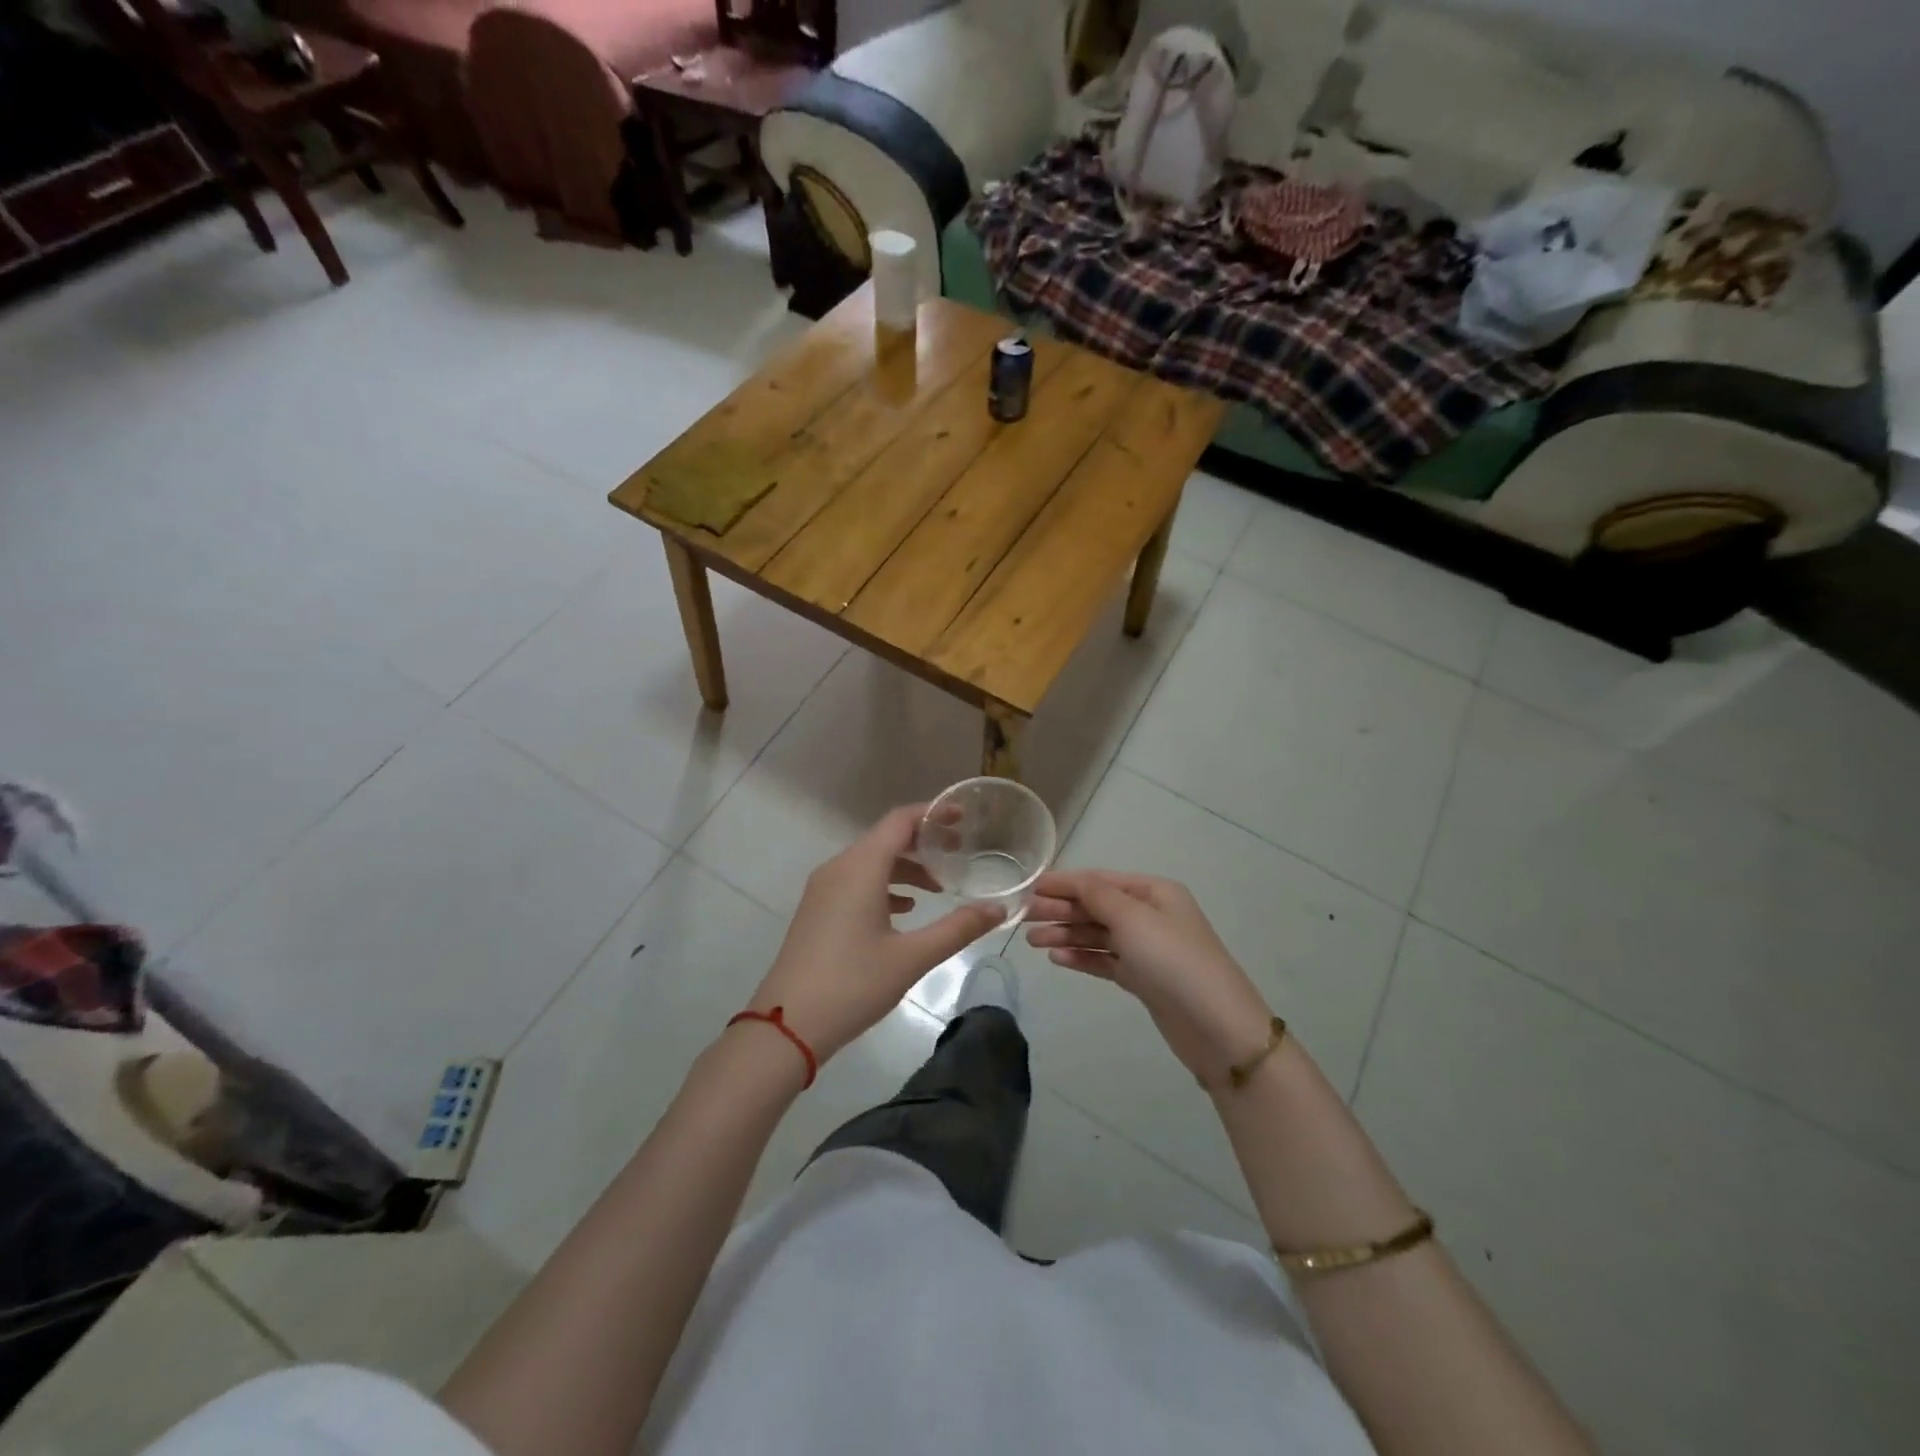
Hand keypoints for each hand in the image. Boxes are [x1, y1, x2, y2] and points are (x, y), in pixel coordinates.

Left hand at [747, 805, 1004, 1064]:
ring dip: (905, 868)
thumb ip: (957, 928)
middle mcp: (839, 868)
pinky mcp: (817, 911)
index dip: (933, 814)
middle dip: (923, 842)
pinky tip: (904, 910)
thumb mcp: (912, 957)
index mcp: (860, 868)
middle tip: (959, 854)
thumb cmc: (853, 984)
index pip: (900, 821)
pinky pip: (856, 882)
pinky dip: (884, 886)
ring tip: (939, 887)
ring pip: (870, 862)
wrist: (786, 1026)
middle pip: (885, 839)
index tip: (963, 818)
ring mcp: (823, 890)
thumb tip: (999, 909)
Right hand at [1026, 869, 1271, 1082]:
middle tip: (1022, 917)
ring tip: (1033, 942)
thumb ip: (1097, 896)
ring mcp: (1146, 948)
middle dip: (1061, 909)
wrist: (1217, 1027)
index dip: (1063, 883)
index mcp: (1153, 892)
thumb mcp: (1133, 918)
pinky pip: (1105, 960)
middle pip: (1096, 906)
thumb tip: (1073, 879)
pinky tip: (1057, 958)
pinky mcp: (1142, 978)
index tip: (1029, 888)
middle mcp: (1149, 915)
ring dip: (1066, 934)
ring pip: (1097, 934)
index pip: (1099, 880)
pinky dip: (1081, 957)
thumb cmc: (1173, 960)